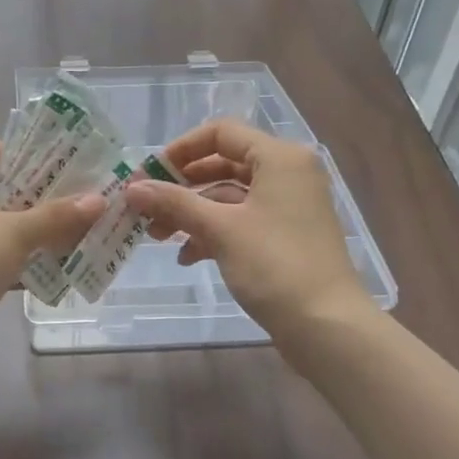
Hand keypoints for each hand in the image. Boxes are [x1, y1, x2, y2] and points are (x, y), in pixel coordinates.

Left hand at [0, 140, 104, 346]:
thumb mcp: (14, 234)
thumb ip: (57, 215)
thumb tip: (100, 199)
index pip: (4, 152)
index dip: (44, 159)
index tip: (84, 169)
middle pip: (6, 188)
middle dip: (48, 199)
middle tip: (92, 202)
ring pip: (2, 223)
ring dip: (39, 230)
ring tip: (86, 232)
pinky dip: (22, 257)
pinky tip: (59, 265)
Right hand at [122, 118, 367, 341]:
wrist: (325, 324)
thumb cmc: (274, 265)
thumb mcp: (220, 229)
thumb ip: (174, 202)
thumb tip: (133, 188)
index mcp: (279, 157)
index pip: (221, 133)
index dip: (181, 150)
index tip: (150, 174)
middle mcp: (287, 173)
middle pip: (223, 165)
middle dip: (182, 187)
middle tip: (146, 207)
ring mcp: (289, 206)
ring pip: (230, 197)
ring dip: (192, 213)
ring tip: (157, 237)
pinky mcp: (286, 235)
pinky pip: (242, 221)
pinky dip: (214, 232)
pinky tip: (188, 257)